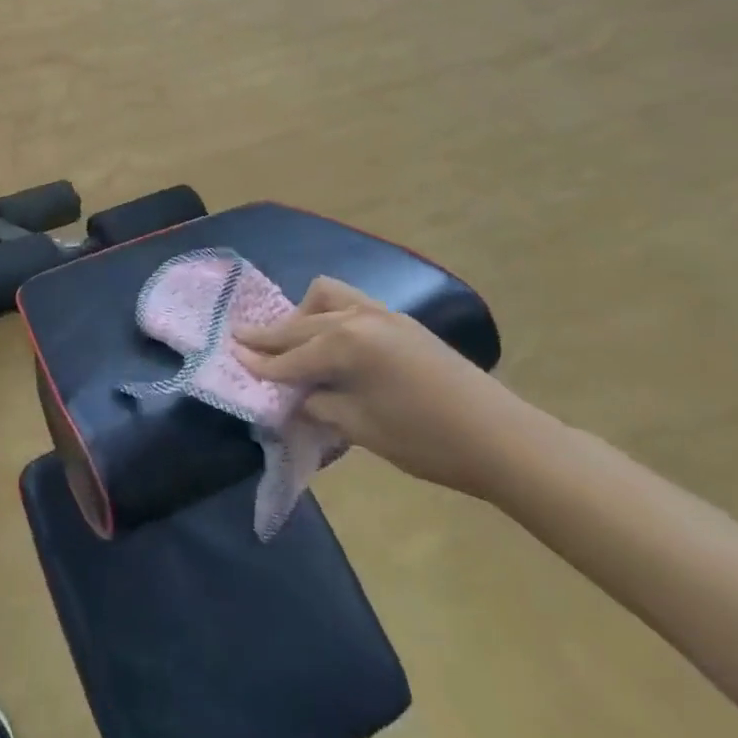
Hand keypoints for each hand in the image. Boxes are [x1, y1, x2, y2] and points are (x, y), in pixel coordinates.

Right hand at [229, 277, 544, 497]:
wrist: (506, 441)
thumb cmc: (428, 441)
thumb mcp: (362, 429)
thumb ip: (320, 405)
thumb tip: (296, 396)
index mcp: (346, 344)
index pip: (291, 355)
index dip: (261, 362)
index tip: (231, 356)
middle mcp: (359, 318)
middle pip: (301, 322)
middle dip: (270, 334)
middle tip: (240, 338)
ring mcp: (383, 315)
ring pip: (327, 296)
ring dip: (303, 315)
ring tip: (292, 338)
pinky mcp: (401, 322)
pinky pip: (351, 303)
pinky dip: (330, 315)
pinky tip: (331, 340)